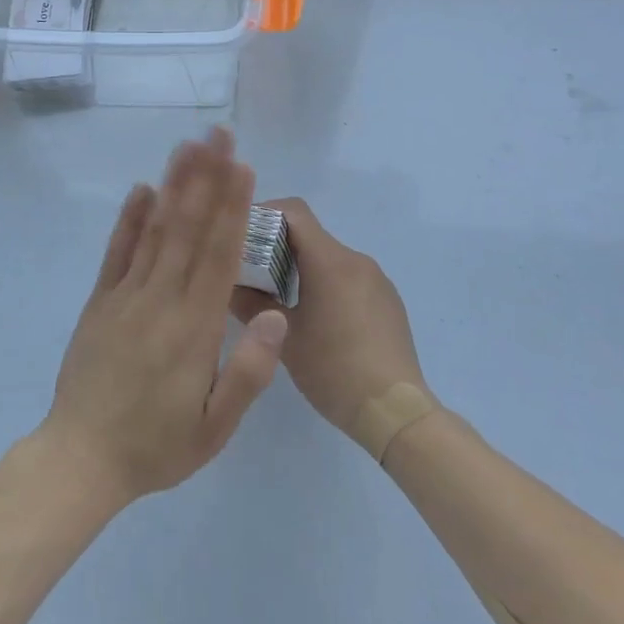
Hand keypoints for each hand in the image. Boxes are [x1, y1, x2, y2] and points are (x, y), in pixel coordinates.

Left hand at [40, 130, 288, 506]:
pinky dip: (129, 219)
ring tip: (188, 147)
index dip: (232, 208)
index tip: (241, 167)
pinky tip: (142, 189)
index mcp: (194, 328)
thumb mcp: (214, 427)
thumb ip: (248, 373)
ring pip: (155, 231)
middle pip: (189, 229)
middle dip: (206, 178)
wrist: (82, 460)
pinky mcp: (100, 300)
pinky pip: (117, 252)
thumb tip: (278, 316)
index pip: (219, 255)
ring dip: (174, 186)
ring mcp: (125, 295)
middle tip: (217, 135)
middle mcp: (161, 299)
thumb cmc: (156, 447)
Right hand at [231, 198, 426, 434]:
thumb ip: (250, 305)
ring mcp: (376, 279)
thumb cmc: (334, 370)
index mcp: (330, 261)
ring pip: (329, 258)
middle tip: (252, 272)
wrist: (397, 412)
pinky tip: (318, 320)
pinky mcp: (388, 300)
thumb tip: (226, 284)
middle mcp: (356, 260)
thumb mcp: (284, 338)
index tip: (243, 234)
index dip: (265, 213)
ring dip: (302, 268)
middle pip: (310, 235)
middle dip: (278, 246)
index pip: (294, 211)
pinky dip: (327, 284)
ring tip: (280, 299)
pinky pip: (349, 278)